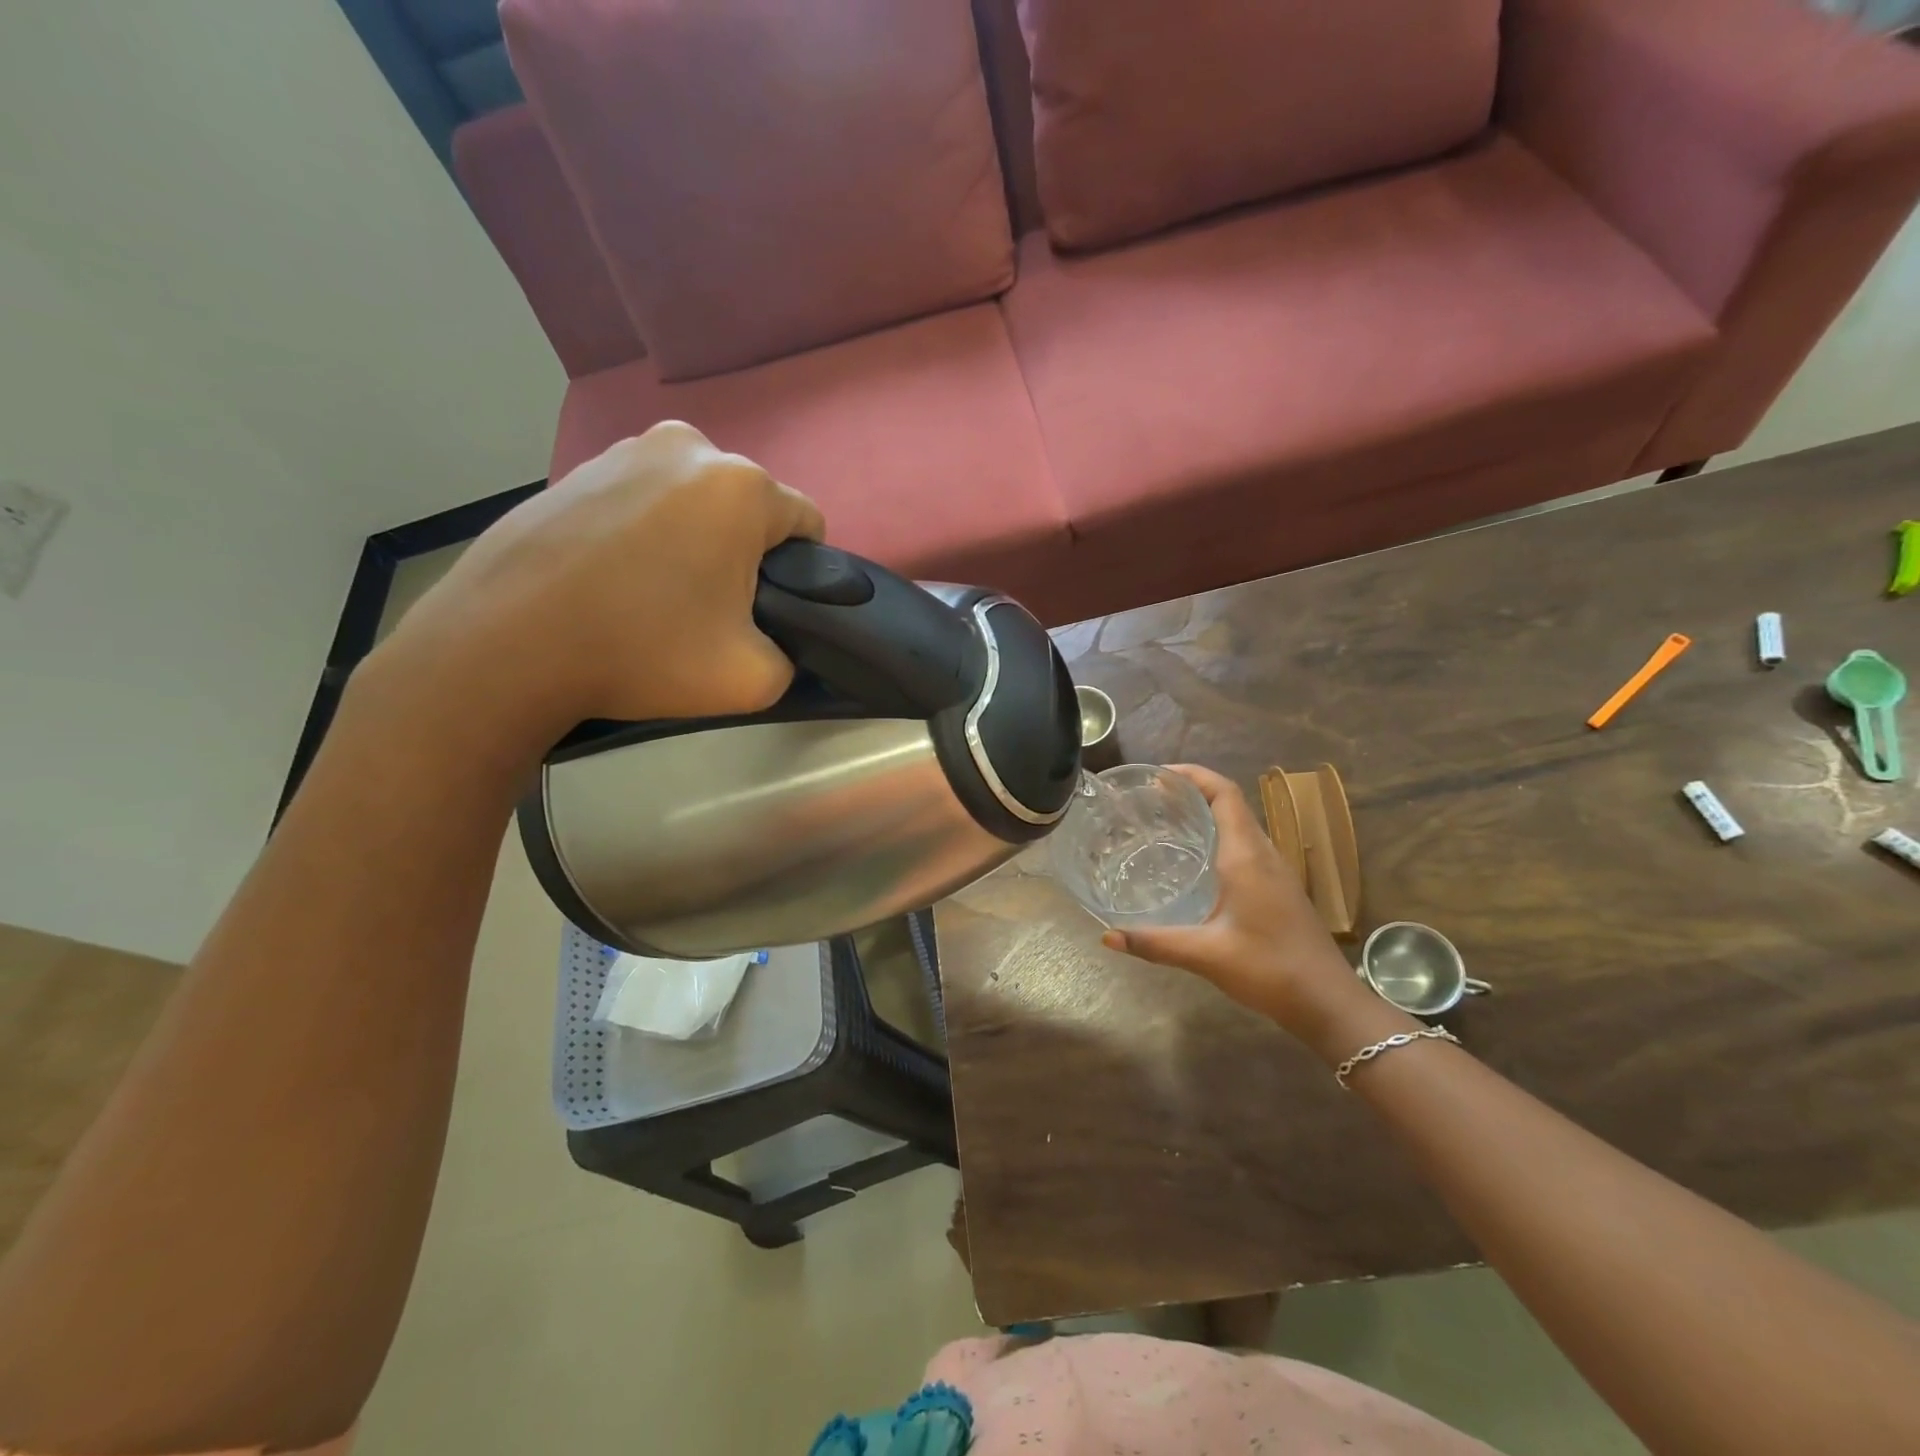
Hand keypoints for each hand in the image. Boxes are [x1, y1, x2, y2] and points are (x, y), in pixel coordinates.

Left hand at [365, 422, 823, 744]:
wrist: (507, 644)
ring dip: (694, 538)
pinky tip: (614, 579)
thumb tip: (777, 643)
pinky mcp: (575, 469)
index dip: (801, 571)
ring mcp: (623, 450)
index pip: (807, 522)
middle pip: (748, 507)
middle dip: (744, 552)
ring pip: (693, 500)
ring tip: (656, 594)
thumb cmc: (643, 651)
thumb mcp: (753, 679)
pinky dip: (644, 533)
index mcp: (741, 486)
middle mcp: (688, 447)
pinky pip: (640, 501)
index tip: (768, 610)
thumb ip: (792, 657)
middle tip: (710, 610)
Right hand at [1100, 765, 1361, 1036]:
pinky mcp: (1278, 889)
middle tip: (1149, 798)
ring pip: (1239, 825)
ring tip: (1165, 822)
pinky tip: (1194, 863)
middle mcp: (1263, 854)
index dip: (1193, 775)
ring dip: (1206, 814)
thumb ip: (1154, 943)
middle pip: (1230, 803)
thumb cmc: (1269, 969)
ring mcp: (1275, 871)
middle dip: (1192, 792)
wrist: (1328, 1003)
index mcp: (1247, 856)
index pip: (1224, 794)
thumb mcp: (1205, 955)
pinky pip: (1245, 847)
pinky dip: (1217, 838)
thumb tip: (1107, 937)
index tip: (1158, 775)